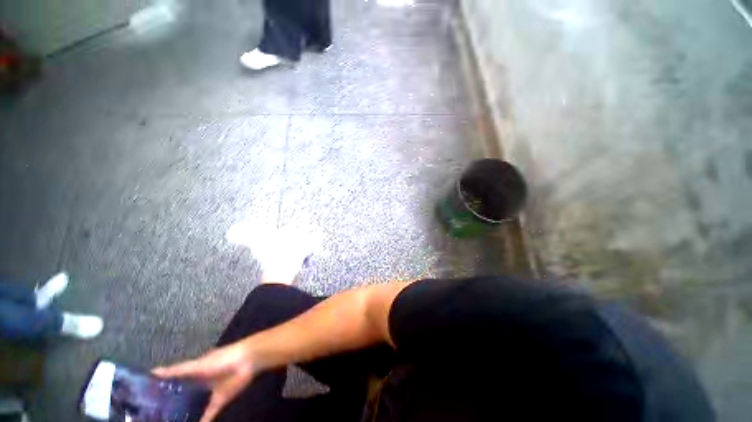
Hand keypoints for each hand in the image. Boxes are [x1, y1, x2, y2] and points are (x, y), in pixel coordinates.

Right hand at [153, 341, 256, 421]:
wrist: (248, 360)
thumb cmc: (221, 359)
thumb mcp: (197, 365)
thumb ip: (177, 370)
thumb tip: (153, 371)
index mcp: (194, 371)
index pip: (174, 381)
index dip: (161, 390)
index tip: (144, 401)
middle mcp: (199, 383)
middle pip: (182, 396)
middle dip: (169, 407)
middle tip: (152, 418)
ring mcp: (209, 393)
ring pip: (193, 407)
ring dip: (183, 416)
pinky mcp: (219, 401)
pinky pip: (207, 415)